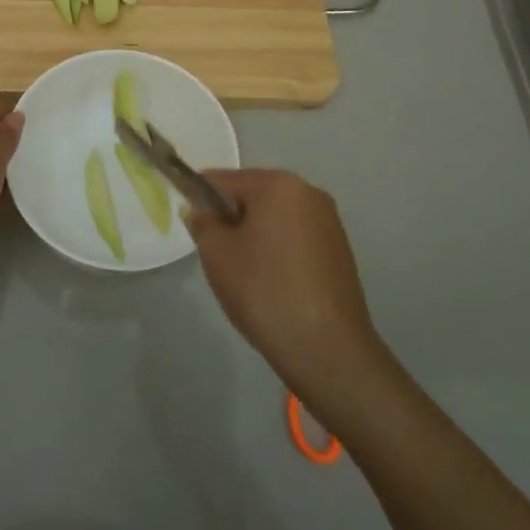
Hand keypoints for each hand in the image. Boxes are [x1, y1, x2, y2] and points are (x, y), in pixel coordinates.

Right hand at [185, 169, 381, 404]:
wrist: (327, 349)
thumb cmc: (265, 291)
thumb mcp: (217, 255)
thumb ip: (202, 223)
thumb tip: (199, 209)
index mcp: (279, 184)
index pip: (224, 180)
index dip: (200, 198)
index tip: (191, 226)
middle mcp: (309, 192)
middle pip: (253, 195)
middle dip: (231, 219)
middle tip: (217, 256)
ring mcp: (329, 221)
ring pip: (275, 218)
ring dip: (254, 236)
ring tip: (245, 275)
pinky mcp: (339, 249)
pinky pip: (295, 237)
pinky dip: (278, 251)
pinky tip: (272, 284)